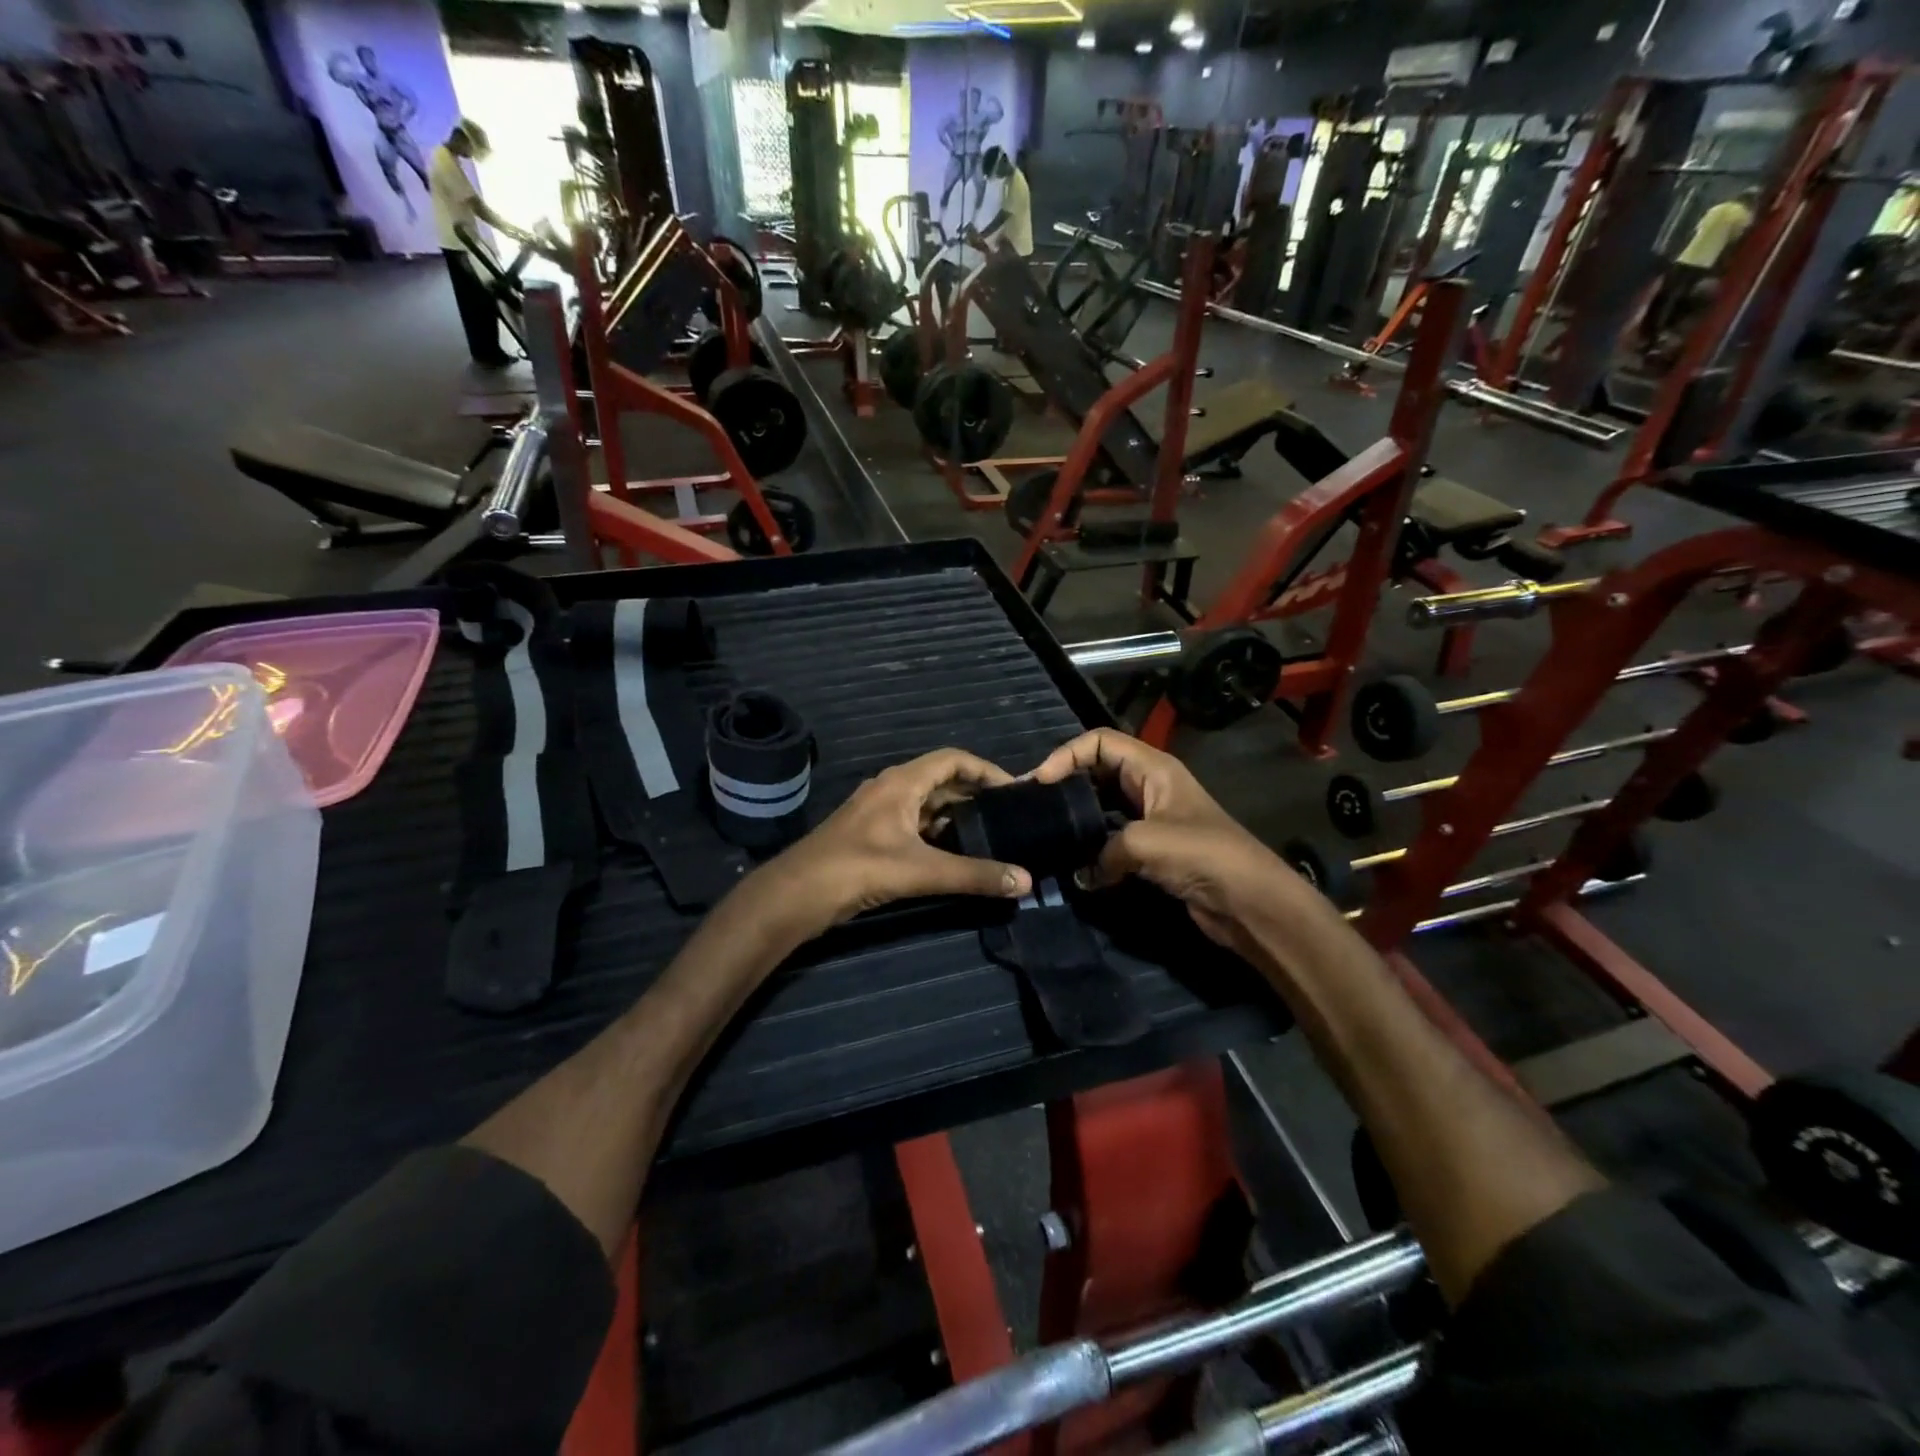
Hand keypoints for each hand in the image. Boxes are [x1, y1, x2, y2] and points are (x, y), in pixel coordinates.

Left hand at [759, 749, 1034, 936]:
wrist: (795, 894)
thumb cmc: (858, 869)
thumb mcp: (921, 871)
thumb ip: (974, 875)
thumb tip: (1025, 881)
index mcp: (901, 782)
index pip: (953, 759)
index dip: (986, 770)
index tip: (1014, 790)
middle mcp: (890, 789)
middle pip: (941, 780)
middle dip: (975, 794)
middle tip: (1008, 816)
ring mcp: (877, 812)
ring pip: (926, 804)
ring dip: (956, 815)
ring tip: (990, 834)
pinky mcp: (870, 836)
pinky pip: (912, 824)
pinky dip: (937, 832)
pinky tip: (954, 854)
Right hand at [1029, 729, 1316, 949]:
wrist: (1250, 901)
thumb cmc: (1203, 855)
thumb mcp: (1145, 843)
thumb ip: (1103, 852)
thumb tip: (1081, 875)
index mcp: (1153, 768)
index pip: (1099, 741)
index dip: (1067, 754)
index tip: (1041, 783)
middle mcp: (1150, 786)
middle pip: (1098, 770)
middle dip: (1067, 783)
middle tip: (1036, 806)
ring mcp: (1151, 819)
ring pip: (1103, 806)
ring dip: (1078, 817)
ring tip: (1047, 832)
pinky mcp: (1152, 850)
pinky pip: (1112, 839)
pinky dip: (1092, 848)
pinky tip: (1074, 864)